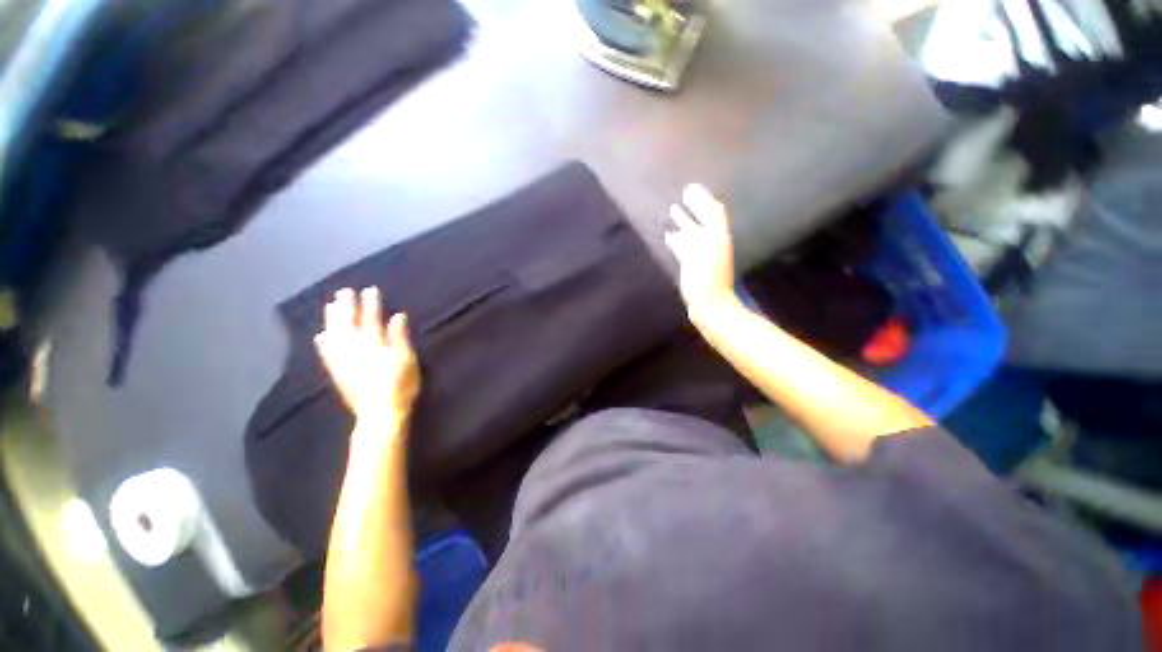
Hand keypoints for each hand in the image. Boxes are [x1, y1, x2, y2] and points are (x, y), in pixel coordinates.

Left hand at [315, 287, 420, 426]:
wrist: (380, 414)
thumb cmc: (401, 386)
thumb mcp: (407, 360)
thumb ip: (400, 337)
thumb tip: (397, 316)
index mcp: (374, 344)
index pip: (371, 319)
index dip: (370, 304)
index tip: (369, 290)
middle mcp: (355, 349)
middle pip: (349, 323)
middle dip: (347, 306)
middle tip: (344, 291)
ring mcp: (343, 361)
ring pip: (335, 335)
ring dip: (332, 319)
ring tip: (330, 306)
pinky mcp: (337, 373)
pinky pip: (327, 354)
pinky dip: (323, 343)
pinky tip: (321, 335)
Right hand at [664, 183, 737, 317]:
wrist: (710, 305)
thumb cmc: (708, 277)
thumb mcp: (708, 248)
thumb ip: (702, 228)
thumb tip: (692, 208)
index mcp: (717, 235)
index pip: (711, 210)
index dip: (702, 198)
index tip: (690, 187)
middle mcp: (711, 242)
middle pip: (702, 219)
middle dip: (693, 206)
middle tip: (682, 195)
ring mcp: (702, 254)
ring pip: (692, 233)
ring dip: (684, 221)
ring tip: (673, 211)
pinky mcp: (693, 266)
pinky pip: (684, 248)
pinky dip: (678, 240)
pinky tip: (669, 236)